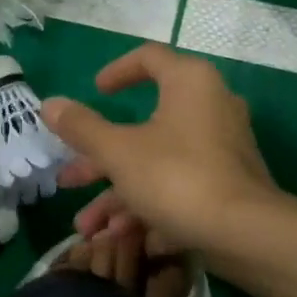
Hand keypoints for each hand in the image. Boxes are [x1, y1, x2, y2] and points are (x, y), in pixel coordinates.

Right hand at [42, 44, 279, 254]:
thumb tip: (49, 104)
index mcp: (189, 83)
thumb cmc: (177, 177)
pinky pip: (179, 187)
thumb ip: (82, 128)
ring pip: (158, 164)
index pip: (149, 58)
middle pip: (144, 126)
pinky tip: (120, 237)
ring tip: (86, 226)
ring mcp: (221, 149)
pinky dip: (149, 206)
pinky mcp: (227, 185)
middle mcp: (210, 107)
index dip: (117, 71)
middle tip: (68, 178)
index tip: (95, 90)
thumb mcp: (119, 152)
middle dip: (100, 159)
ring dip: (118, 194)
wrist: (246, 234)